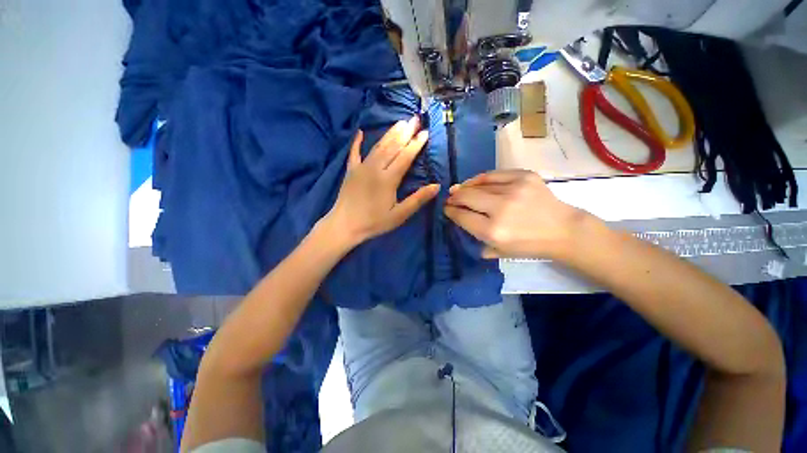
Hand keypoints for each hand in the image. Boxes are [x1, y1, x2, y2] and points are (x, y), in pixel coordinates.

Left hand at [326, 116, 439, 246]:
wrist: (344, 225)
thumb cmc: (374, 222)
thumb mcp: (399, 215)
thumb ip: (417, 199)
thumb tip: (437, 186)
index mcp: (388, 179)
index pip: (405, 157)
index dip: (416, 144)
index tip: (425, 132)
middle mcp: (375, 168)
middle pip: (392, 147)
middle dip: (405, 132)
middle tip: (415, 118)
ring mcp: (361, 167)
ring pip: (378, 146)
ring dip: (389, 133)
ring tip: (400, 122)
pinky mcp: (351, 170)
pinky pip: (354, 153)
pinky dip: (357, 142)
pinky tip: (360, 132)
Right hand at [445, 169, 588, 259]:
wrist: (563, 230)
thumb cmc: (529, 245)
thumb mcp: (499, 252)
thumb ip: (476, 240)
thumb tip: (459, 220)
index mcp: (493, 231)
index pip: (462, 216)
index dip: (450, 211)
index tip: (446, 209)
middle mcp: (501, 209)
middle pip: (466, 197)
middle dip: (454, 197)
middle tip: (450, 198)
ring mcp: (513, 189)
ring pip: (478, 183)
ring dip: (465, 187)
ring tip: (459, 189)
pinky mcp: (524, 176)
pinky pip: (494, 174)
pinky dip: (481, 178)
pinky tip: (475, 182)